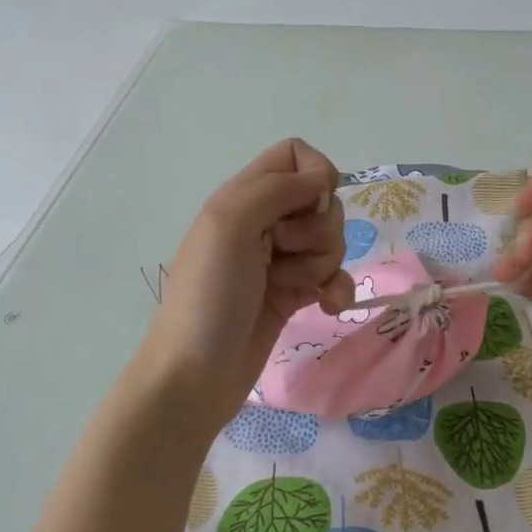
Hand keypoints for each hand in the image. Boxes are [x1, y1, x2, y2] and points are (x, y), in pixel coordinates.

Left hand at [134, 139, 351, 433]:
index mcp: (243, 197)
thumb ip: (277, 189)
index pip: (295, 156)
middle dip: (319, 229)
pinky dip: (336, 289)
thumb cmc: (208, 297)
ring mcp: (279, 261)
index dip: (315, 174)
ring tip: (293, 288)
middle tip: (286, 254)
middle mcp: (263, 223)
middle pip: (321, 202)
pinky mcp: (292, 295)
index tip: (312, 206)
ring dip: (323, 264)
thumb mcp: (229, 225)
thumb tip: (324, 180)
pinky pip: (332, 277)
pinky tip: (328, 307)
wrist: (195, 375)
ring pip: (330, 241)